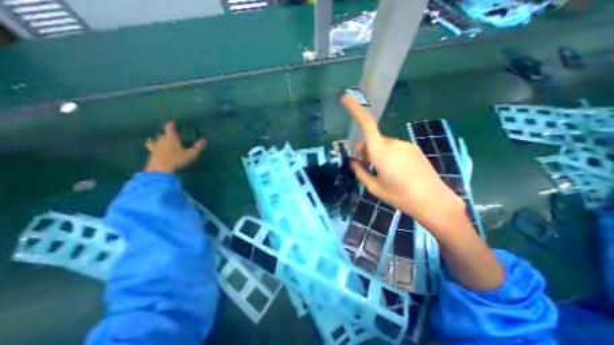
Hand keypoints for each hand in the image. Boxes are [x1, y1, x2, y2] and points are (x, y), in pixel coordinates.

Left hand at [143, 122, 206, 173]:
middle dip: (166, 132)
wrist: (160, 169)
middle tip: (170, 132)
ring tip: (159, 137)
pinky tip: (150, 145)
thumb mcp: (191, 154)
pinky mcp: (151, 153)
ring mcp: (155, 146)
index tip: (172, 122)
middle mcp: (162, 140)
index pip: (169, 127)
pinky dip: (151, 144)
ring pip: (156, 139)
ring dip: (158, 138)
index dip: (171, 124)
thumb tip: (205, 140)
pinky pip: (151, 146)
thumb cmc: (177, 159)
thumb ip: (198, 147)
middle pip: (163, 133)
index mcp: (171, 138)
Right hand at [340, 96, 465, 232]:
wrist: (433, 201)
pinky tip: (394, 170)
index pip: (367, 125)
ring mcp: (405, 145)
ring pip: (383, 144)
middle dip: (365, 150)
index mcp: (381, 153)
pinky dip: (388, 154)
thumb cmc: (399, 196)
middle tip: (365, 167)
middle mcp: (393, 144)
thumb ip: (361, 172)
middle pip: (372, 139)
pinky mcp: (413, 149)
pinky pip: (394, 147)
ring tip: (382, 171)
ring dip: (377, 153)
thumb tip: (353, 162)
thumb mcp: (374, 187)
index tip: (346, 98)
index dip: (356, 110)